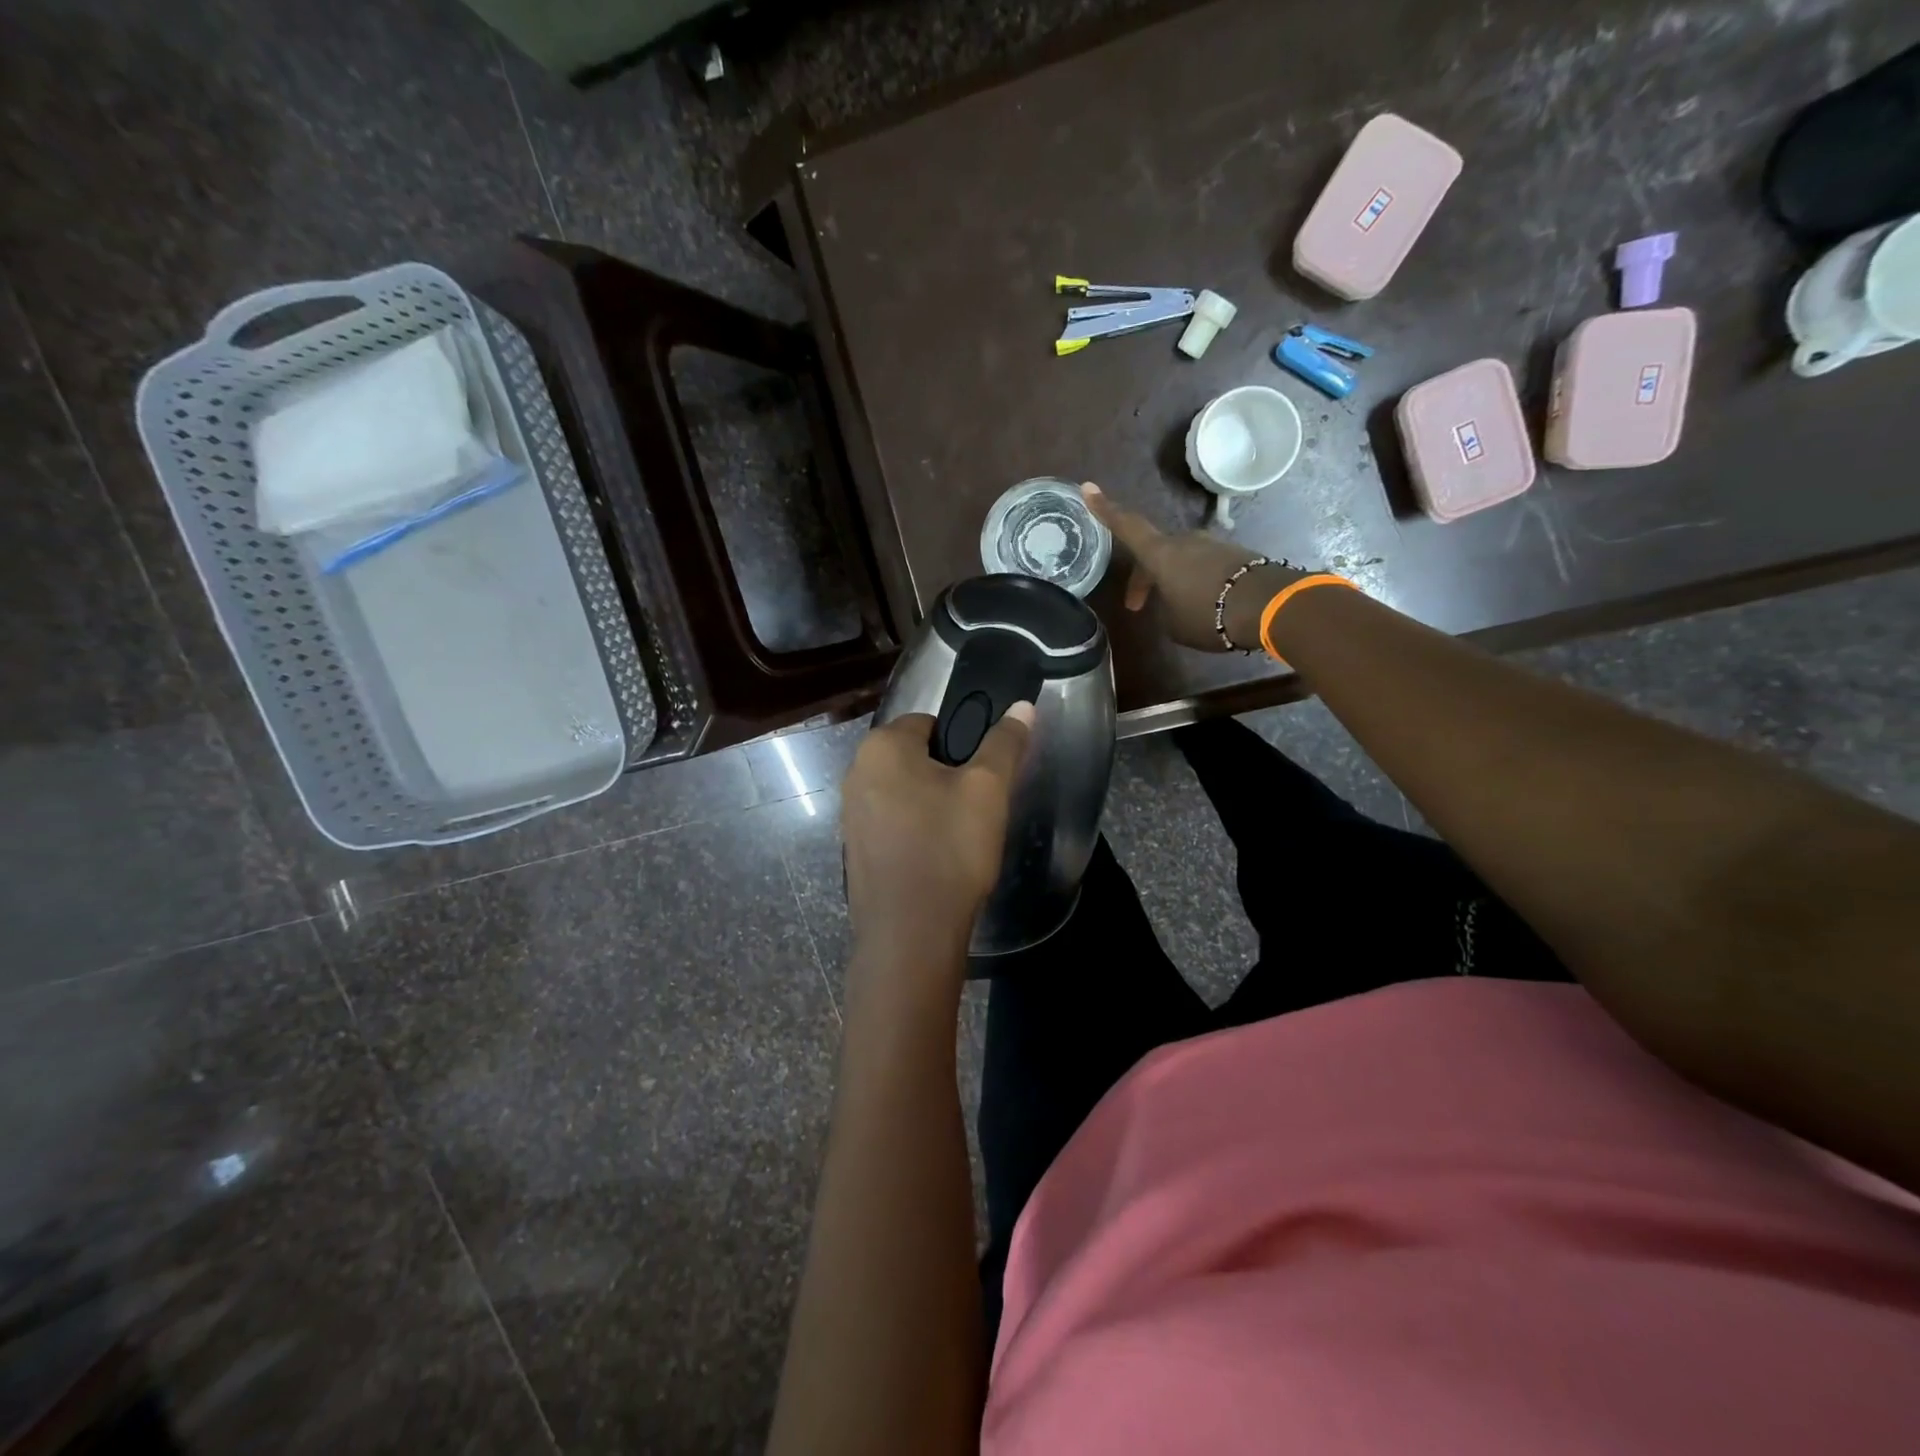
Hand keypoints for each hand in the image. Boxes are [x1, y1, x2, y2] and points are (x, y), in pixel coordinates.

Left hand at [841, 704, 1034, 975]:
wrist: (910, 933)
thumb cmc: (949, 848)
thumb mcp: (988, 790)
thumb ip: (1005, 743)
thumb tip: (1022, 706)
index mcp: (881, 747)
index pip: (929, 722)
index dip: (962, 744)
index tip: (981, 777)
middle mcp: (856, 773)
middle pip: (914, 757)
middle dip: (945, 775)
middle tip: (975, 807)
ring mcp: (850, 814)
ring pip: (903, 792)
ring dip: (930, 804)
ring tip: (959, 836)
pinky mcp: (854, 850)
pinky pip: (891, 824)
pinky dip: (913, 832)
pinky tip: (936, 858)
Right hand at [1081, 482, 1304, 650]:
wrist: (1268, 606)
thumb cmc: (1209, 614)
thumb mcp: (1174, 623)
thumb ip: (1165, 607)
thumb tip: (1175, 600)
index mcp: (1161, 554)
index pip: (1127, 526)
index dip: (1106, 509)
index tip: (1088, 488)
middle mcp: (1185, 541)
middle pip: (1155, 552)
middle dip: (1144, 577)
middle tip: (1137, 606)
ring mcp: (1213, 545)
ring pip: (1181, 559)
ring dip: (1173, 581)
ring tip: (1176, 610)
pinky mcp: (1236, 555)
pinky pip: (1206, 566)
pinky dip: (1198, 582)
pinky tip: (1205, 606)